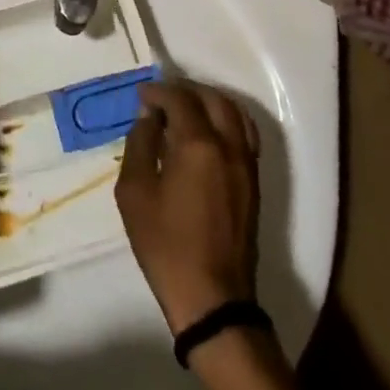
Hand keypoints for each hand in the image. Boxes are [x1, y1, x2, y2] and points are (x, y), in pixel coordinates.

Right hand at [115, 79, 261, 334]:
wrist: (212, 298)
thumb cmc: (166, 245)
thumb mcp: (135, 192)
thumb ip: (140, 144)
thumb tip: (149, 116)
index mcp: (197, 144)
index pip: (180, 99)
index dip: (159, 91)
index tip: (142, 96)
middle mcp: (228, 145)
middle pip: (212, 98)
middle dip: (185, 91)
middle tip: (162, 99)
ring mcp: (246, 163)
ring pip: (234, 112)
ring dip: (209, 101)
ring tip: (186, 110)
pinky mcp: (254, 181)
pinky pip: (245, 133)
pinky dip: (227, 119)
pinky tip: (209, 132)